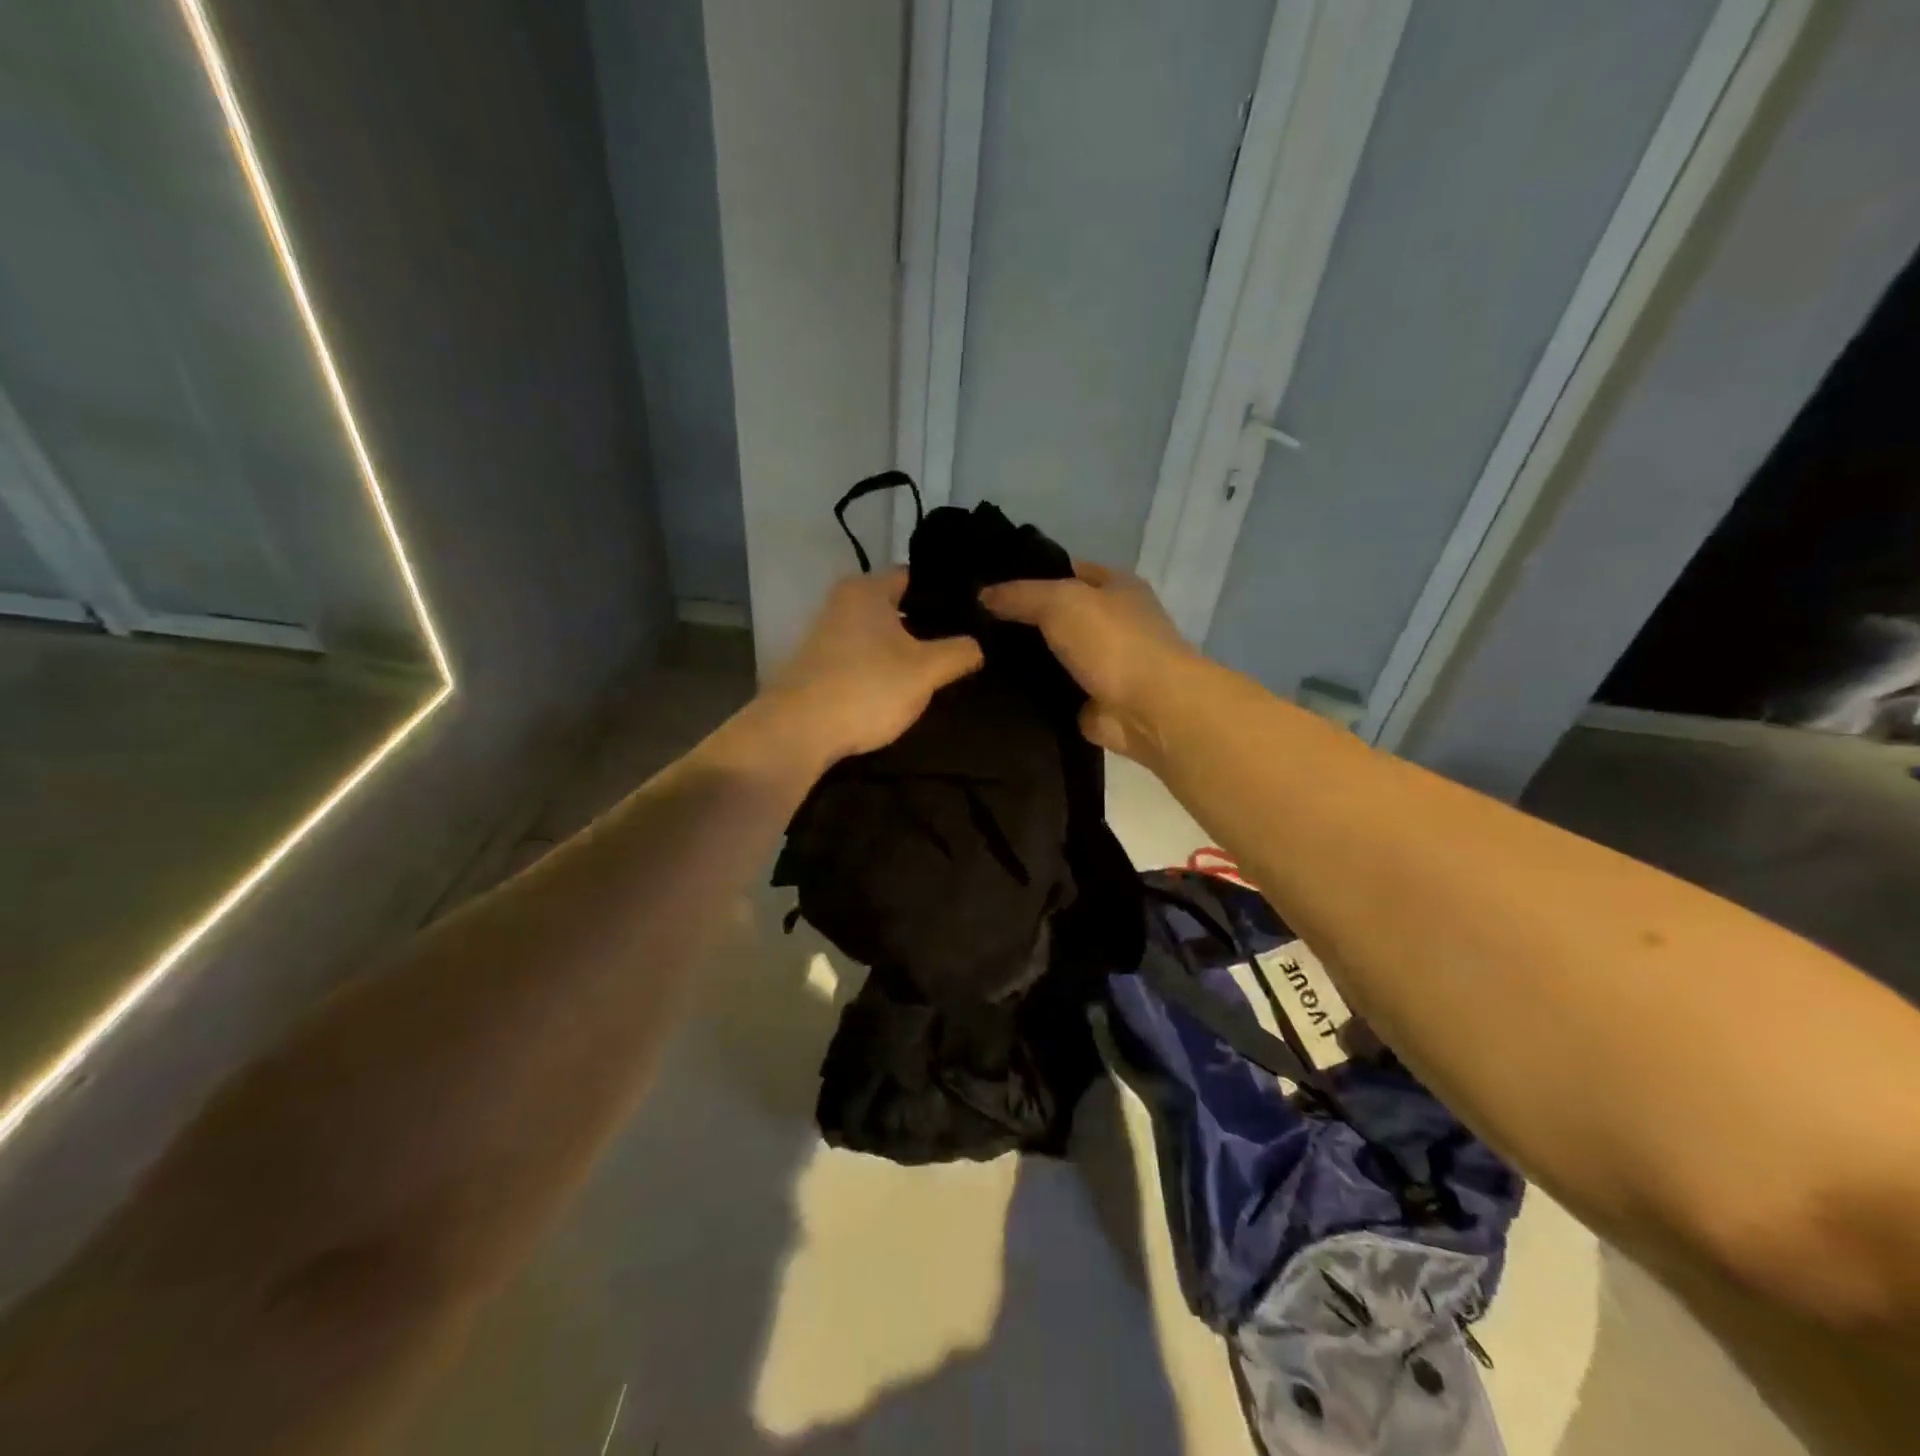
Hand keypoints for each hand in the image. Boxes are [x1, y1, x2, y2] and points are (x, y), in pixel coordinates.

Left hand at [765, 568, 983, 765]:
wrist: (799, 731)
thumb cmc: (867, 688)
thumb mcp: (926, 671)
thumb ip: (959, 652)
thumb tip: (978, 646)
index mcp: (867, 589)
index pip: (915, 577)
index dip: (946, 594)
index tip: (973, 613)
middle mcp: (842, 602)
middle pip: (897, 606)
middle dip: (927, 624)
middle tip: (962, 644)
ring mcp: (825, 634)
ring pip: (879, 634)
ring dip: (903, 649)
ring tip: (938, 668)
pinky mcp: (818, 665)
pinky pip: (861, 657)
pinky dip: (881, 667)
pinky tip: (900, 688)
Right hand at [981, 560, 1197, 760]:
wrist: (1148, 709)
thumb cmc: (1113, 642)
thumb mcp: (1060, 601)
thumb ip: (1019, 595)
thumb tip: (982, 595)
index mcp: (1114, 586)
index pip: (1064, 570)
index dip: (1027, 573)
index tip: (984, 583)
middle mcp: (1110, 622)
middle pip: (1054, 614)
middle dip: (1018, 618)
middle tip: (969, 622)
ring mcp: (1100, 664)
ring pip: (1049, 654)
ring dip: (1020, 658)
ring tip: (971, 654)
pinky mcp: (1088, 700)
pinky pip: (1048, 690)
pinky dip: (1026, 691)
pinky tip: (989, 687)